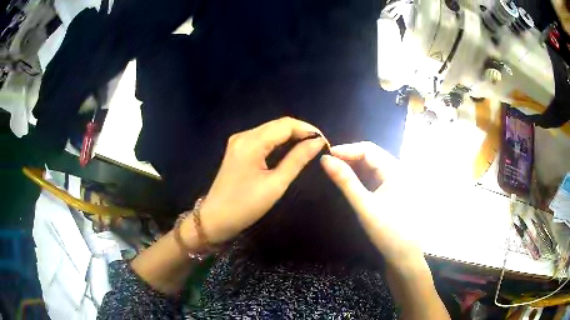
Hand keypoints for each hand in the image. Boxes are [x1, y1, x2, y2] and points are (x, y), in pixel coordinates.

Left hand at [182, 117, 325, 244]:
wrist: (215, 219)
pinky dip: (279, 142)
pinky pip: (263, 139)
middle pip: (278, 125)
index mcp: (251, 142)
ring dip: (291, 136)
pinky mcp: (238, 149)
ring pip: (271, 131)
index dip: (308, 129)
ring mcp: (239, 141)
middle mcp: (244, 135)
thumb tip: (317, 142)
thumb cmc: (245, 206)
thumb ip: (297, 160)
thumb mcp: (275, 184)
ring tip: (310, 147)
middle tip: (319, 145)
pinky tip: (290, 150)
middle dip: (301, 131)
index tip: (325, 142)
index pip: (286, 125)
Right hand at [320, 142, 421, 264]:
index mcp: (395, 170)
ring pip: (371, 167)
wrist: (404, 255)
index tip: (325, 158)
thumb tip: (325, 160)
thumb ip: (345, 181)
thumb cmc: (388, 231)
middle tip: (327, 166)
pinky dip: (359, 178)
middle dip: (348, 158)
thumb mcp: (364, 206)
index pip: (368, 150)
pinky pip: (373, 178)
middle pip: (370, 156)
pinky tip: (347, 183)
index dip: (346, 150)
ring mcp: (395, 181)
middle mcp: (397, 171)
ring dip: (352, 168)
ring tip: (333, 173)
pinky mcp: (391, 191)